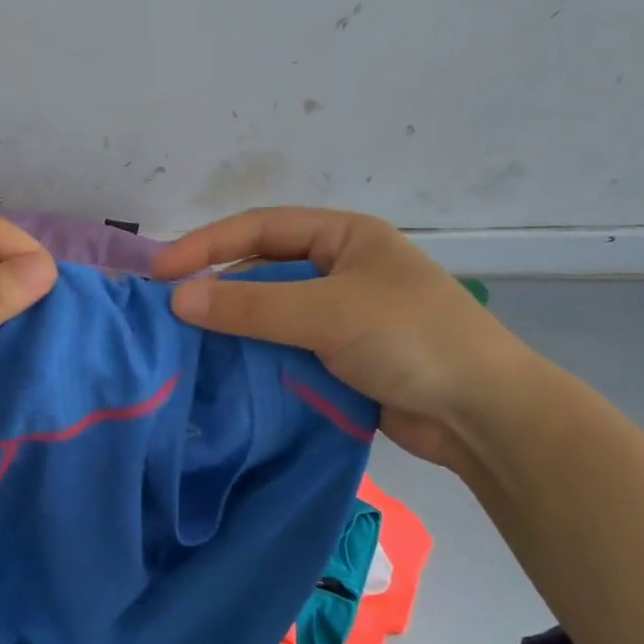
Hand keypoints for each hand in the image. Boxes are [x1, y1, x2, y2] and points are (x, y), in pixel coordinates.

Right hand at [152, 208, 529, 468]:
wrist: (483, 414)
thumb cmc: (410, 339)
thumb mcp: (327, 312)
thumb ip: (250, 305)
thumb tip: (177, 299)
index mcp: (343, 237)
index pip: (259, 228)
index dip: (205, 245)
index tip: (160, 273)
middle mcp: (339, 269)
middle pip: (262, 270)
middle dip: (216, 288)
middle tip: (168, 312)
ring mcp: (341, 315)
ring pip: (270, 313)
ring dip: (233, 327)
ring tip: (186, 344)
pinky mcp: (341, 357)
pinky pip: (284, 348)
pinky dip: (255, 357)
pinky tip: (224, 371)